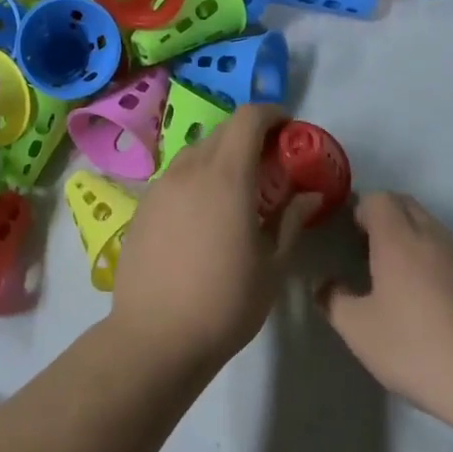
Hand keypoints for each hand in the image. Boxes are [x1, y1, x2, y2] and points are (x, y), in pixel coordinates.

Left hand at [113, 104, 313, 366]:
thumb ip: (292, 220)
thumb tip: (310, 195)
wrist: (155, 336)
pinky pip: (175, 177)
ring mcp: (159, 187)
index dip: (272, 114)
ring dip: (221, 157)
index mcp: (226, 177)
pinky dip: (196, 178)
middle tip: (270, 163)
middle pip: (222, 131)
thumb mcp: (272, 265)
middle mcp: (188, 170)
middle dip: (250, 136)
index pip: (248, 119)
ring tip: (237, 190)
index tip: (289, 129)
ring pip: (195, 153)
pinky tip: (203, 214)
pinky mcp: (142, 207)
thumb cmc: (225, 302)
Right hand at [318, 192, 452, 431]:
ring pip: (429, 226)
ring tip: (391, 276)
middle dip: (381, 216)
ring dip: (407, 236)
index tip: (345, 237)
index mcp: (400, 240)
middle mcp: (433, 237)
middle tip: (363, 250)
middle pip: (405, 204)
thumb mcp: (359, 331)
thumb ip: (333, 300)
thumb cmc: (417, 350)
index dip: (358, 209)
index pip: (378, 199)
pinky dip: (429, 257)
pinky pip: (447, 250)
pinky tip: (423, 298)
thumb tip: (325, 284)